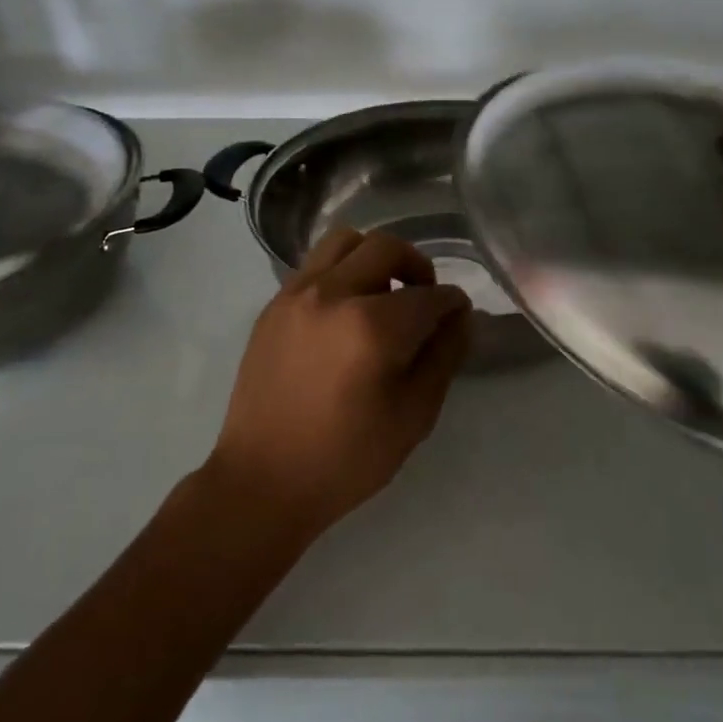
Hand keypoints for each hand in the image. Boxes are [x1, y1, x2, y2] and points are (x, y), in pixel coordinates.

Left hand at [207, 228, 472, 540]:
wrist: (263, 480)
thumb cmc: (346, 459)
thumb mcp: (413, 416)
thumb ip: (442, 357)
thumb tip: (459, 317)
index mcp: (371, 327)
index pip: (429, 296)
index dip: (452, 303)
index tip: (458, 314)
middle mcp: (332, 294)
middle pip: (387, 248)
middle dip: (417, 267)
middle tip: (424, 298)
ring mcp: (296, 293)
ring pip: (345, 241)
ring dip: (374, 257)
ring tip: (382, 294)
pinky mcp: (274, 304)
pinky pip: (315, 264)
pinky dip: (341, 271)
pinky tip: (346, 309)